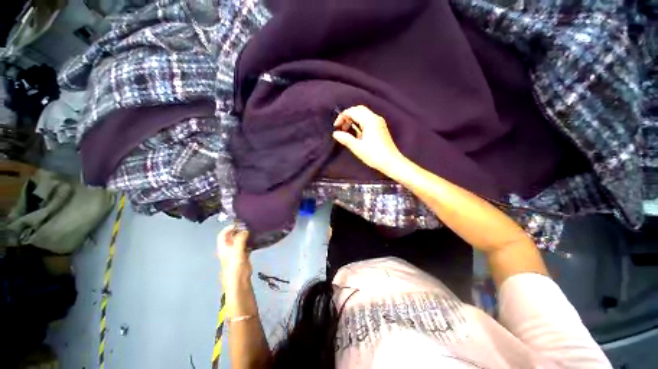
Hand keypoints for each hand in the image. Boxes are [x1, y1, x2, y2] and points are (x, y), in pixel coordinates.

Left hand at [217, 225, 251, 292]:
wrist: (239, 279)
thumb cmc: (235, 264)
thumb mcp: (237, 249)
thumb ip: (241, 238)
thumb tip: (246, 230)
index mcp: (223, 246)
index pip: (223, 234)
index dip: (229, 227)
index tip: (239, 223)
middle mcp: (229, 248)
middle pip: (232, 236)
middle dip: (239, 231)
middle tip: (249, 226)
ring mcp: (236, 252)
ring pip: (240, 241)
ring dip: (245, 236)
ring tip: (253, 230)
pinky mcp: (243, 255)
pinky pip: (246, 246)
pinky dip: (250, 242)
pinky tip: (256, 239)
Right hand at [333, 105, 405, 175]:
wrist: (391, 162)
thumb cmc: (374, 155)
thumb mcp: (357, 148)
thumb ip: (346, 139)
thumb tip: (335, 133)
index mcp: (370, 120)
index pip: (353, 111)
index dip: (342, 117)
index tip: (336, 127)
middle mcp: (375, 118)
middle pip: (359, 110)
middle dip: (348, 116)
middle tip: (341, 128)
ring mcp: (379, 122)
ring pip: (363, 114)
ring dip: (353, 120)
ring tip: (347, 132)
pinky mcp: (381, 128)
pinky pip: (368, 120)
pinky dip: (360, 123)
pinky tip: (357, 134)